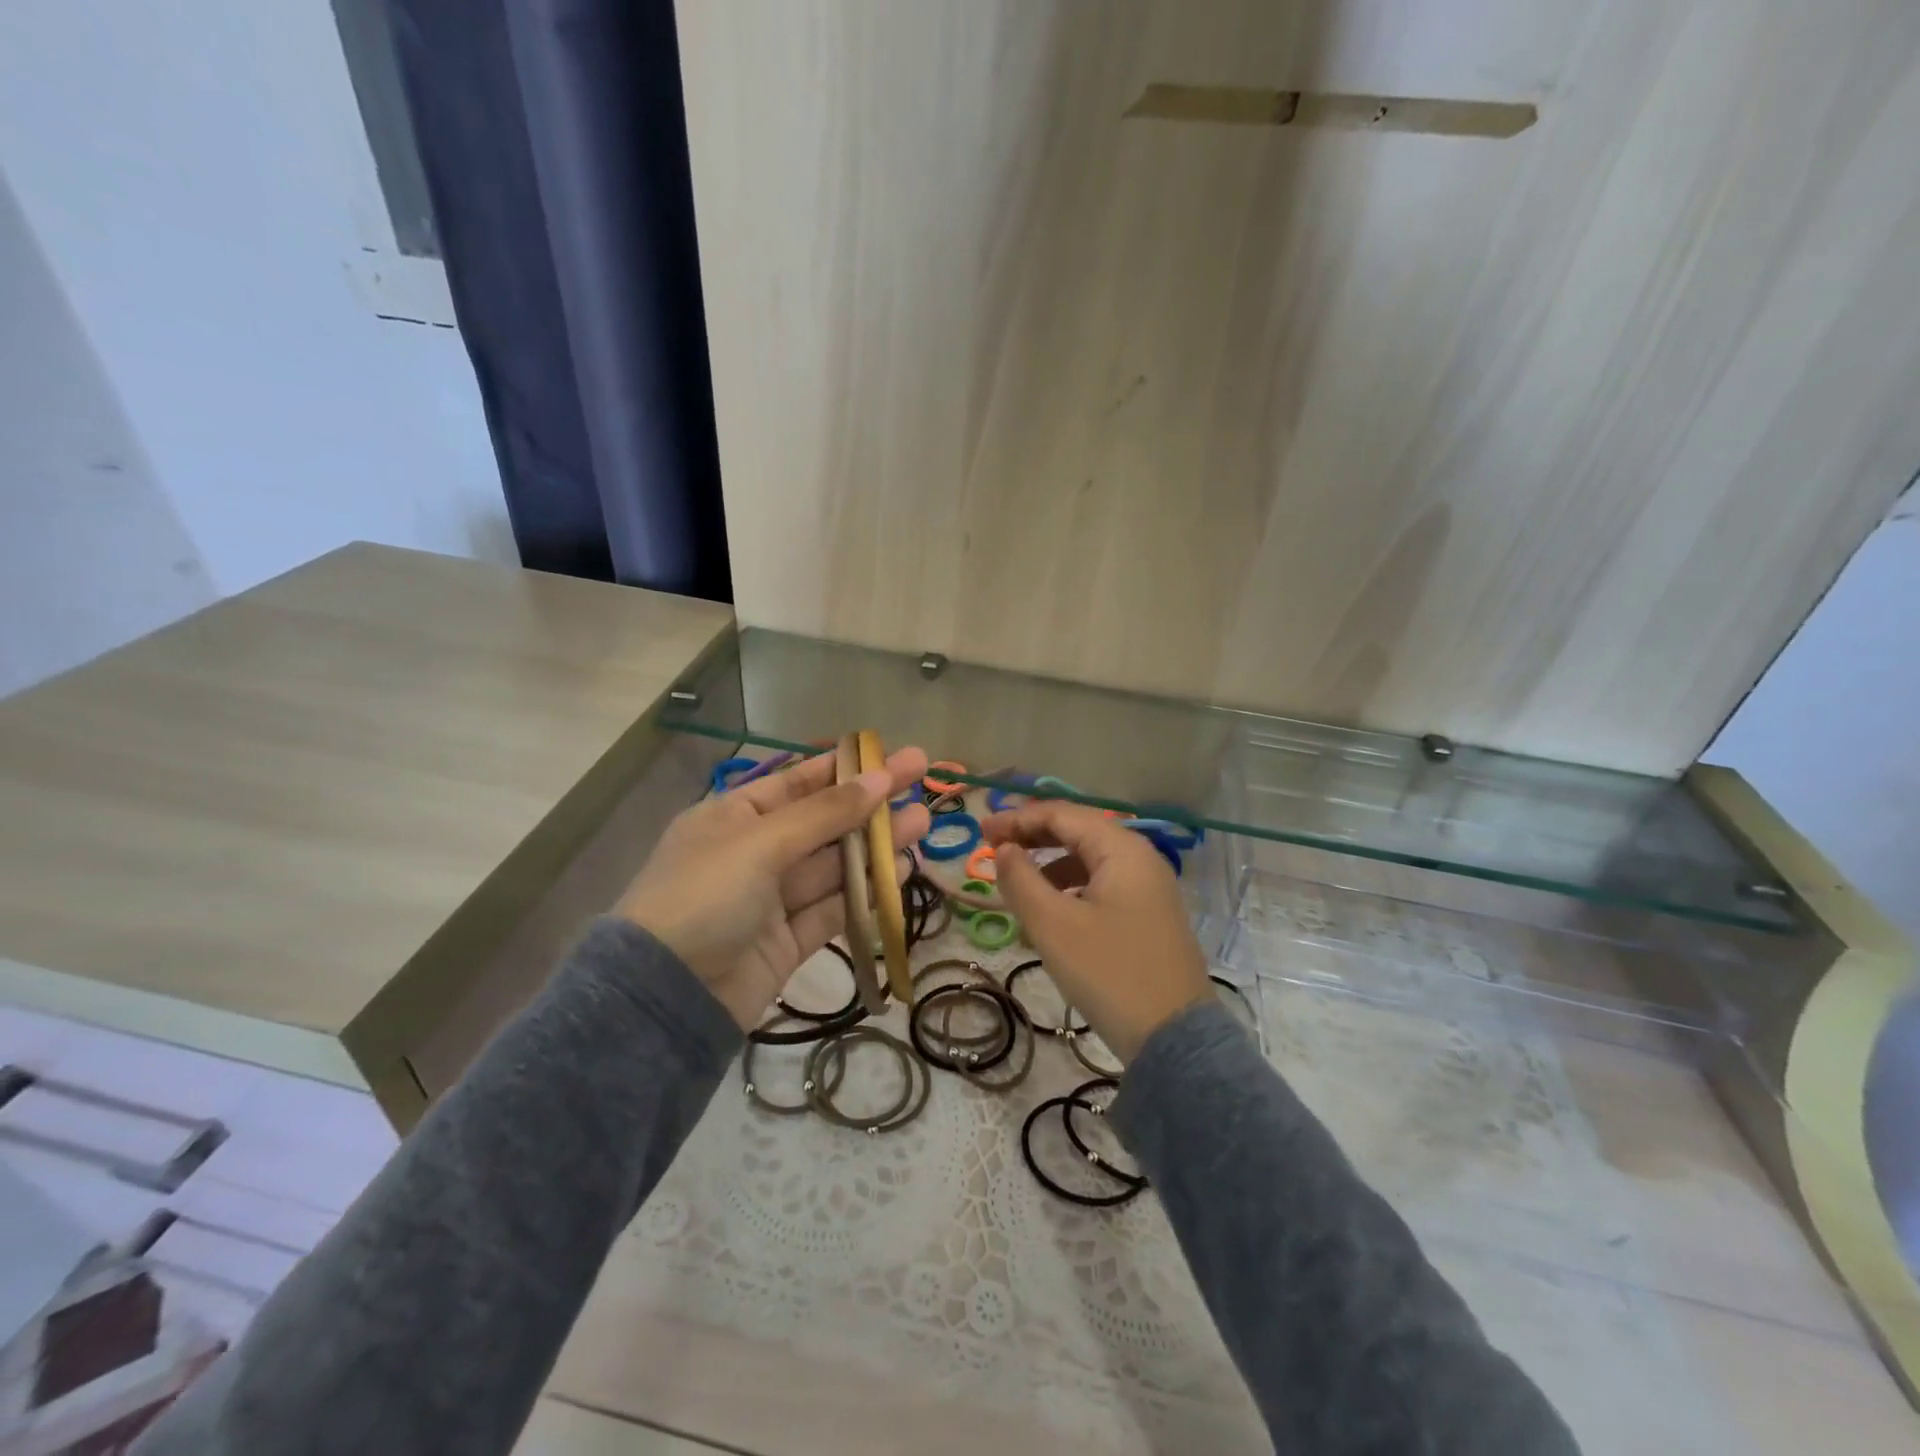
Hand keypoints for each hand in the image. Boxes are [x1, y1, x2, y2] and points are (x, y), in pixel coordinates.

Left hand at [615, 747, 930, 1029]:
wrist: (665, 997)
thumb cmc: (704, 896)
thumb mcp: (761, 842)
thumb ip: (825, 813)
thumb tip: (878, 778)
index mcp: (733, 817)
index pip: (797, 782)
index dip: (844, 768)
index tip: (888, 755)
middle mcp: (754, 852)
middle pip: (823, 821)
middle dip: (870, 802)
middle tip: (922, 778)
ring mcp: (772, 899)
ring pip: (834, 865)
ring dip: (876, 845)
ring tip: (924, 822)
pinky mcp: (788, 940)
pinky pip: (833, 907)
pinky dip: (866, 890)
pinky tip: (901, 870)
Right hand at [982, 801, 1211, 1064]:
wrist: (1174, 1041)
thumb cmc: (1109, 973)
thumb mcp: (1053, 925)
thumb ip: (1021, 879)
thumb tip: (1004, 849)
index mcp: (1122, 849)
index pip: (1062, 814)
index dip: (1017, 818)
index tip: (980, 833)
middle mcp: (1141, 858)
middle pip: (1078, 831)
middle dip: (1033, 836)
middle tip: (992, 849)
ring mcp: (1150, 889)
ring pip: (1090, 861)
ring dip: (1050, 863)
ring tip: (1017, 884)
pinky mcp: (1149, 917)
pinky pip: (1102, 886)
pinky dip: (1070, 888)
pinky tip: (1052, 912)